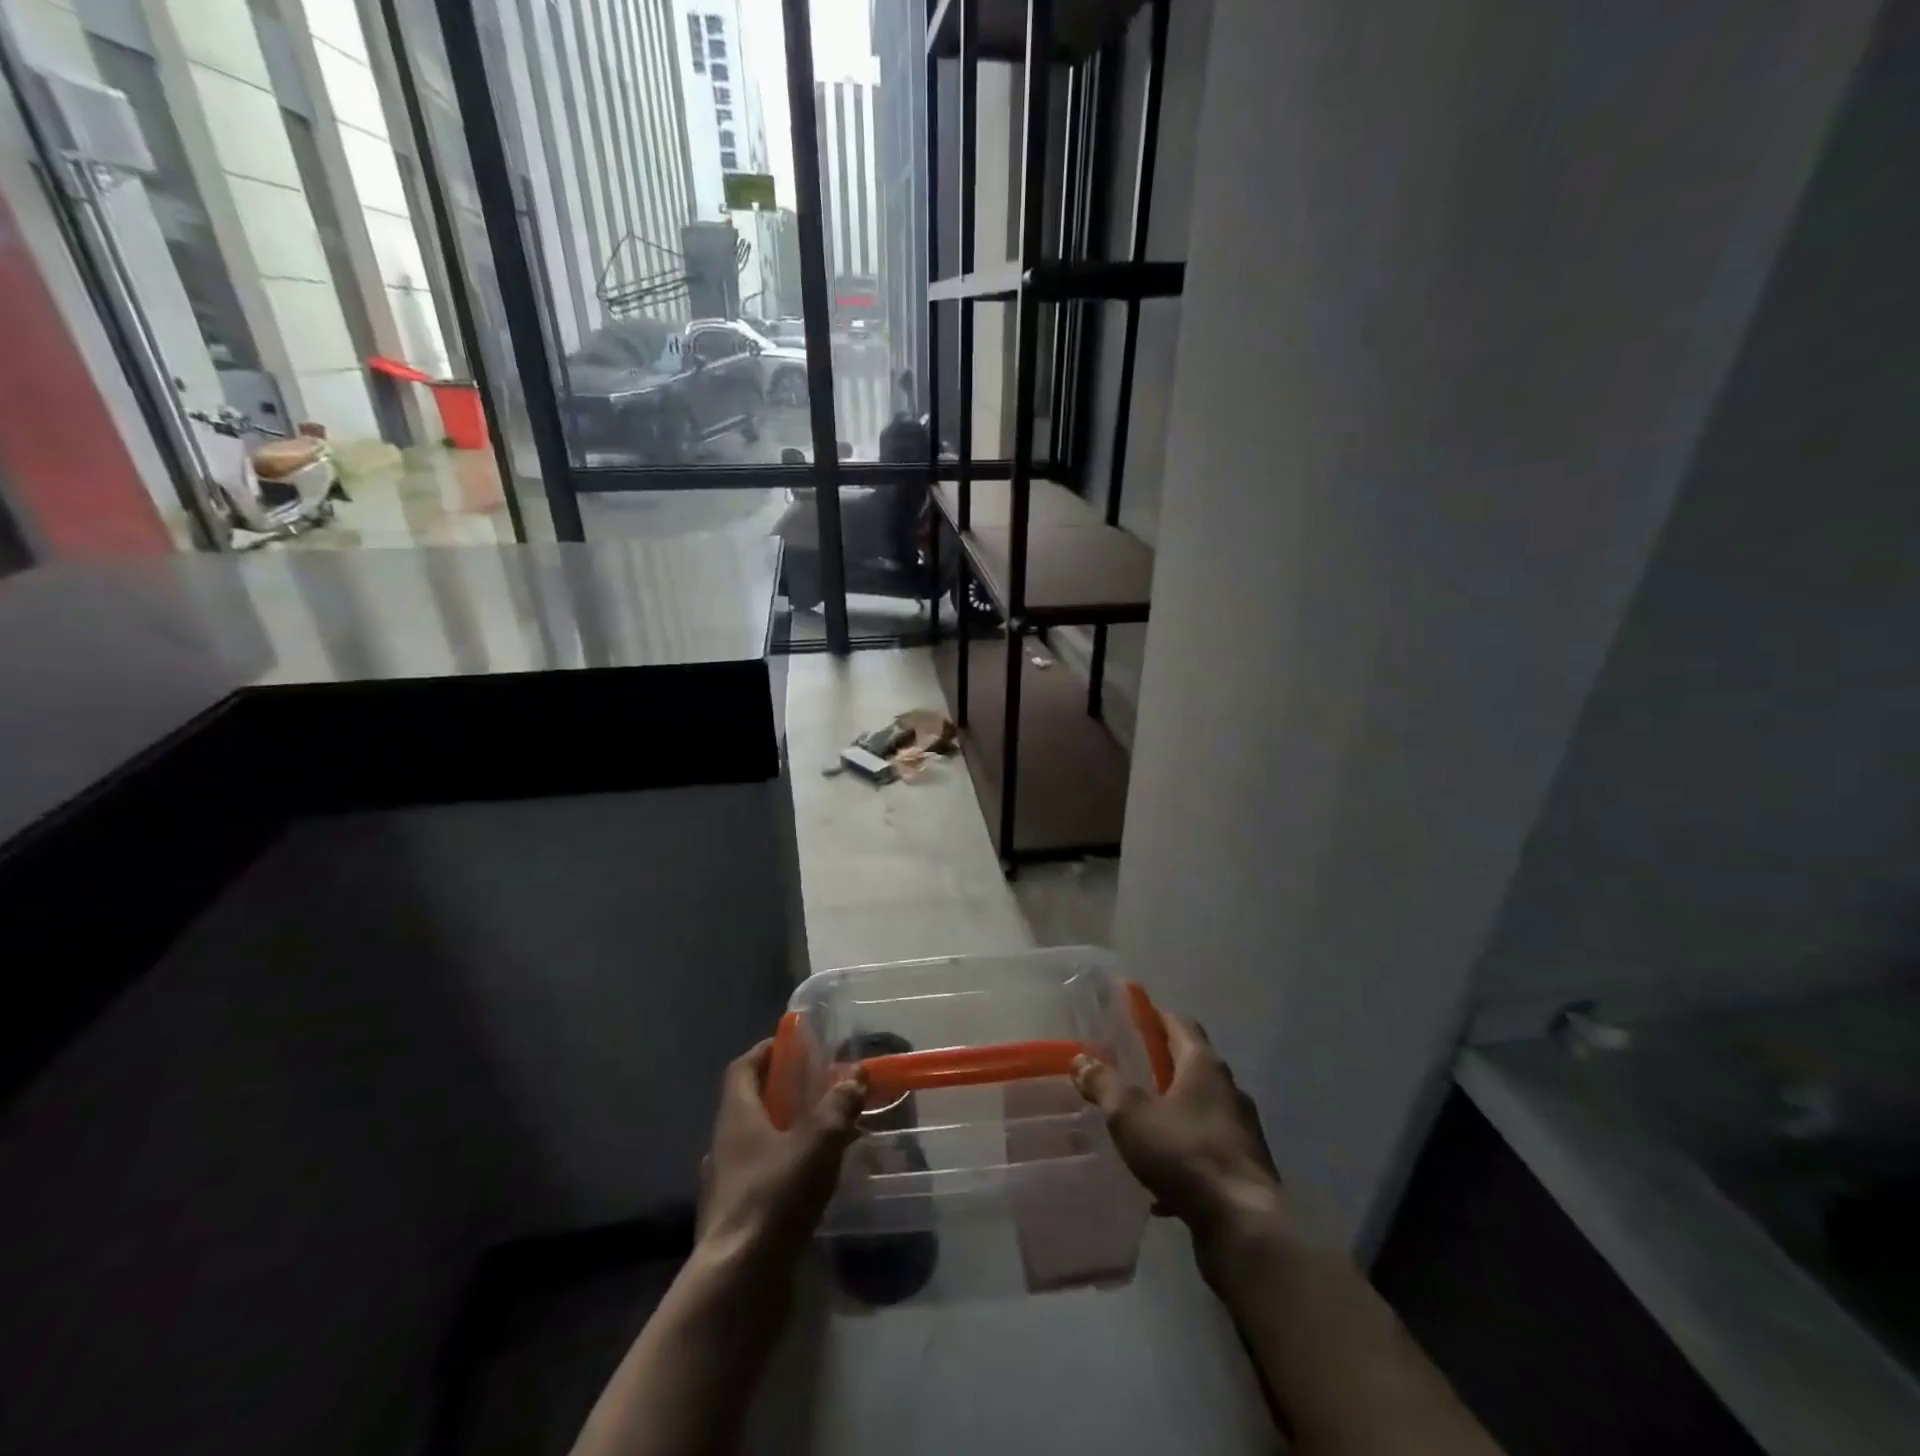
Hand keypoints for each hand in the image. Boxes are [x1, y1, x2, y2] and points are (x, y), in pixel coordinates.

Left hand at [697, 1041, 867, 1266]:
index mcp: (736, 1116)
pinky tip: (813, 1182)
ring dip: (786, 1133)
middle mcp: (723, 1145)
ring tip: (824, 1134)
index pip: (742, 1068)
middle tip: (820, 1087)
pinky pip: (762, 1180)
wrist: (739, 1283)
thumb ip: (838, 1104)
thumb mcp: (817, 1140)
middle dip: (783, 1092)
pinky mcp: (736, 1221)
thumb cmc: (775, 1196)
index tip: (794, 1044)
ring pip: (756, 1144)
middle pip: (750, 1105)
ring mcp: (725, 1186)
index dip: (766, 1051)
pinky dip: (785, 1170)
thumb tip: (855, 1073)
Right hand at [1073, 1014, 1283, 1253]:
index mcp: (1204, 1066)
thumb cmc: (1185, 1154)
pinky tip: (1157, 1182)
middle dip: (1160, 1065)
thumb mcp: (1131, 1115)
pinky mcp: (1243, 1170)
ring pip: (1199, 1110)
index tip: (1131, 1015)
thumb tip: (1080, 1059)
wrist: (1245, 1227)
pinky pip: (1205, 1151)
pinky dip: (1182, 1155)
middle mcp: (1228, 1090)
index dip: (1155, 1016)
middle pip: (1191, 1065)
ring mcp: (1240, 1131)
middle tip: (1126, 1068)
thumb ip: (1104, 1084)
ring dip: (1172, 1111)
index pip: (1180, 1023)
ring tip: (1138, 1123)